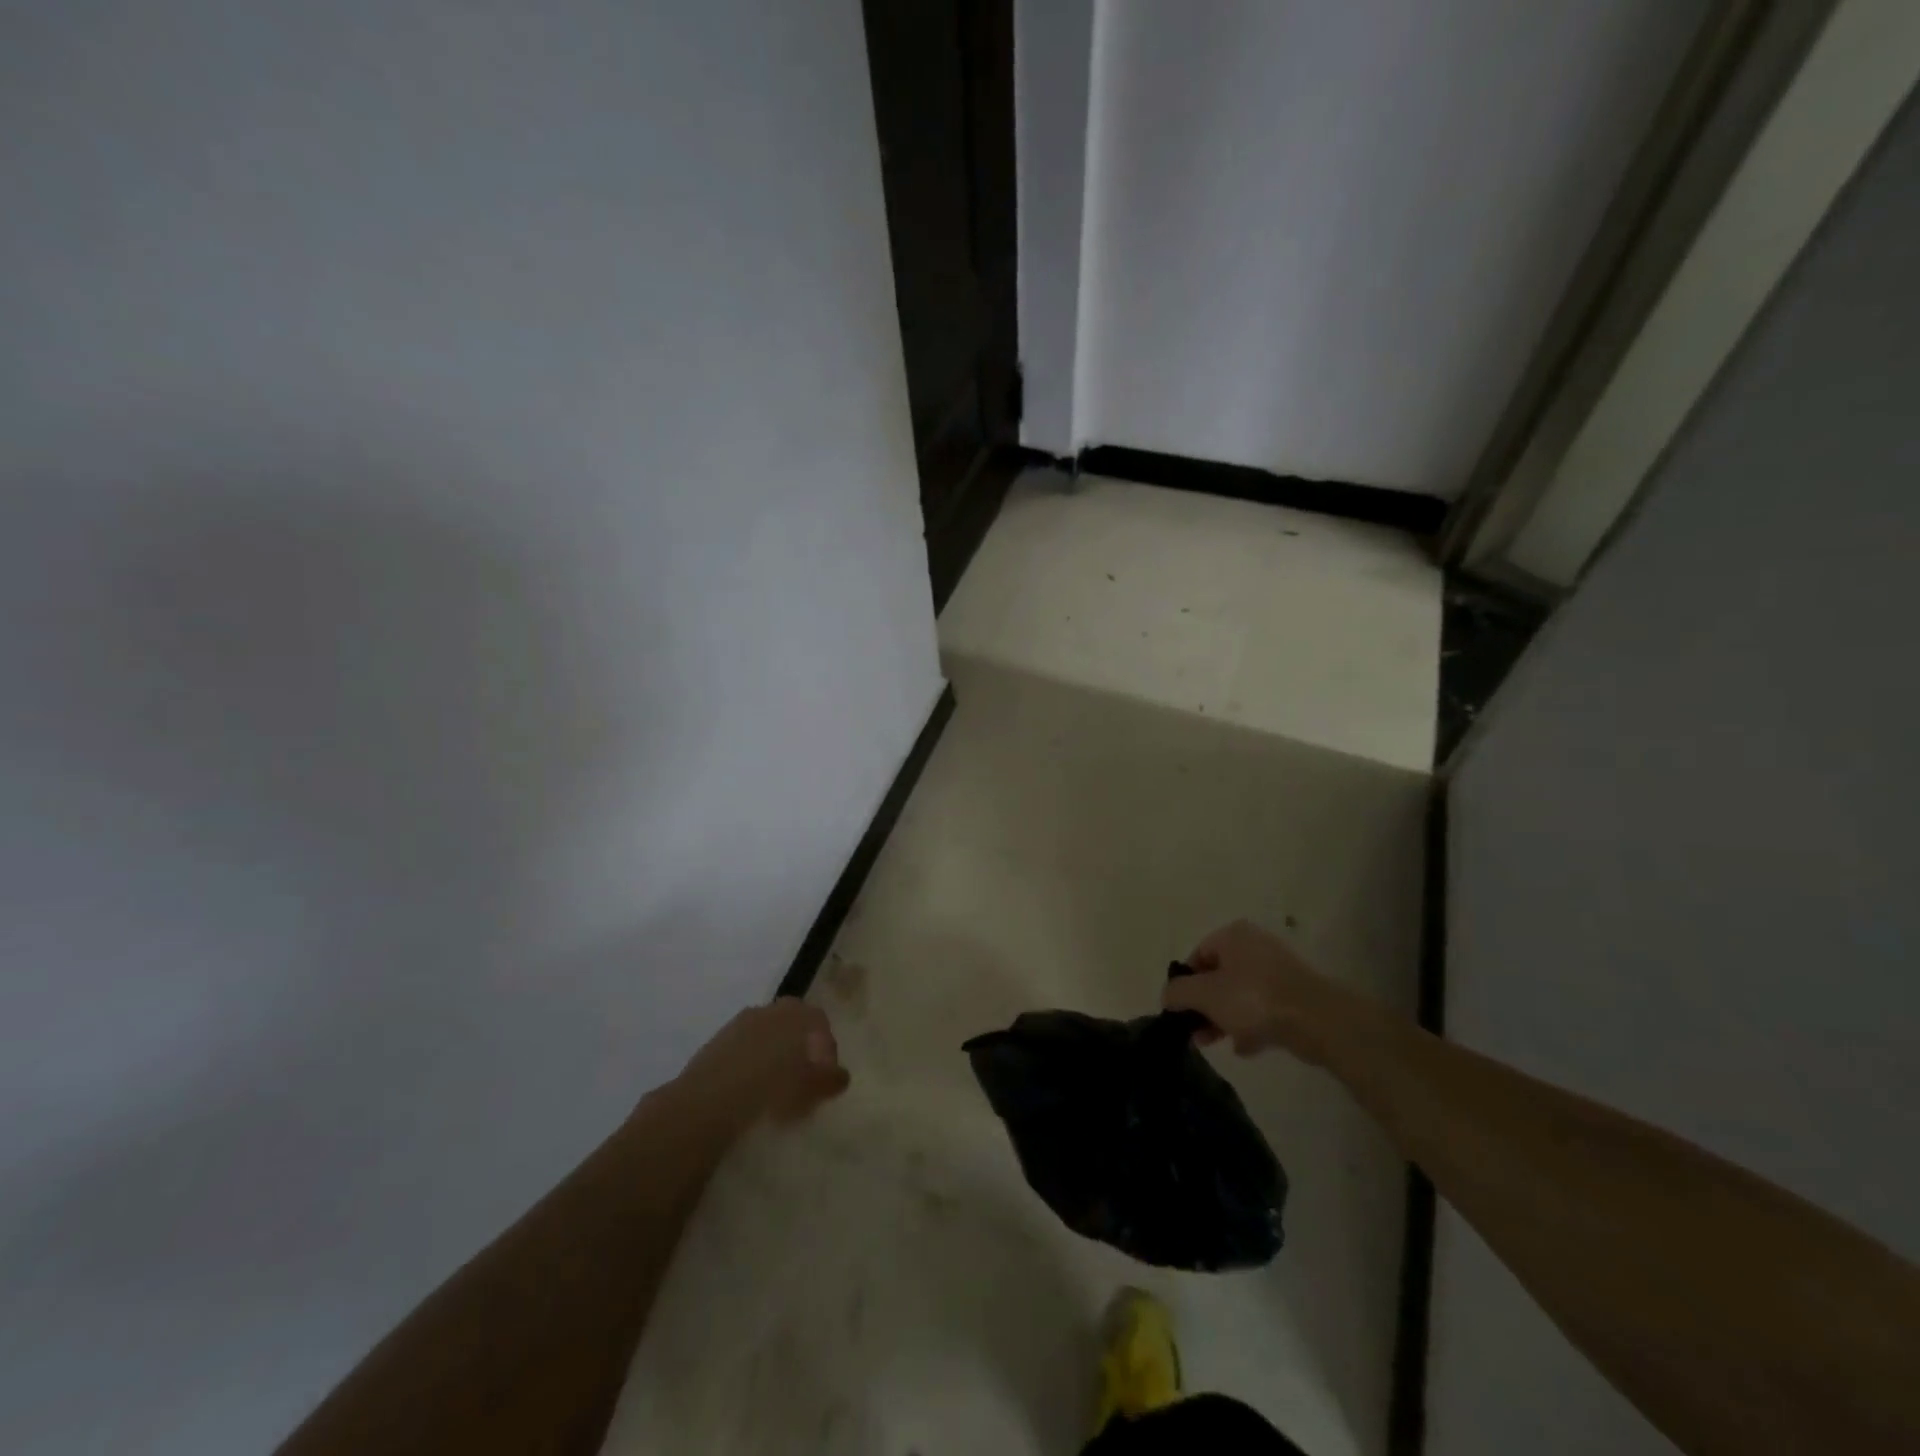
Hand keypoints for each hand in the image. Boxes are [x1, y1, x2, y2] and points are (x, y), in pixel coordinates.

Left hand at [674, 998, 850, 1127]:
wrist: (708, 1101)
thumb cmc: (772, 1088)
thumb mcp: (813, 1086)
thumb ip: (831, 1078)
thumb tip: (841, 1075)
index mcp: (795, 1012)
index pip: (820, 1022)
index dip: (827, 1049)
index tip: (825, 1078)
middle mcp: (768, 1010)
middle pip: (792, 1026)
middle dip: (800, 1051)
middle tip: (802, 1083)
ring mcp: (738, 1025)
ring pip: (765, 1038)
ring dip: (773, 1059)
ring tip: (774, 1093)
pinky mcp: (714, 1044)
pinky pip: (742, 1052)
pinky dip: (750, 1067)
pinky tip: (748, 1094)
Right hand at [1163, 919, 1354, 1064]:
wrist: (1319, 1020)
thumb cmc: (1254, 999)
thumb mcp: (1205, 995)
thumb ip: (1178, 993)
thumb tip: (1168, 996)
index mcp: (1232, 935)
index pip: (1196, 956)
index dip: (1184, 984)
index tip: (1180, 1011)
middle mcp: (1255, 945)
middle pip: (1217, 977)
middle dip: (1204, 1006)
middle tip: (1196, 1033)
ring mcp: (1278, 970)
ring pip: (1239, 995)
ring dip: (1225, 1019)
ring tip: (1217, 1043)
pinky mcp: (1295, 995)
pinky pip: (1263, 1009)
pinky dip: (1251, 1026)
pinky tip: (1246, 1048)